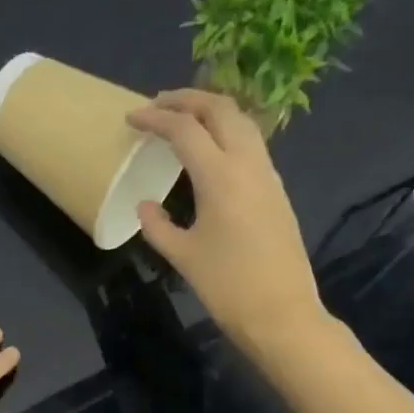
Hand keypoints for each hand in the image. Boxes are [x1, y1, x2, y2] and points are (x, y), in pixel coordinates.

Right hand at [126, 89, 327, 349]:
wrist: (282, 313)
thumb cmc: (227, 286)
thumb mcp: (183, 256)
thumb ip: (158, 226)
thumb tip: (146, 205)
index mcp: (220, 177)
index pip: (185, 129)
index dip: (155, 118)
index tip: (131, 118)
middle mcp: (248, 164)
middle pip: (220, 110)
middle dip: (187, 99)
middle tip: (158, 104)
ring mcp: (267, 174)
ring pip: (242, 122)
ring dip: (211, 111)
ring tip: (183, 118)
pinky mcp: (276, 189)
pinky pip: (251, 143)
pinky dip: (226, 132)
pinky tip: (210, 149)